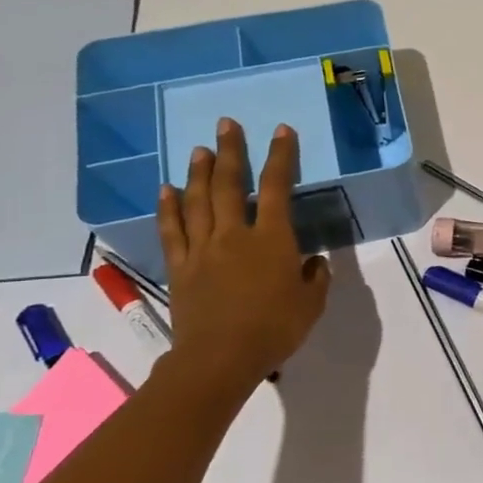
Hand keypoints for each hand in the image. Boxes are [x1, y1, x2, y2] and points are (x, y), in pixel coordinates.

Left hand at [156, 119, 330, 390]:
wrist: (220, 358)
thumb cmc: (275, 329)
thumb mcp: (312, 303)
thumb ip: (315, 277)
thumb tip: (313, 261)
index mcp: (272, 240)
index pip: (278, 188)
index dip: (280, 157)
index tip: (281, 130)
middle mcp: (235, 235)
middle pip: (231, 185)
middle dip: (231, 152)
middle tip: (227, 124)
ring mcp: (203, 249)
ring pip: (198, 201)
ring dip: (200, 172)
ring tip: (201, 149)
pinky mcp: (180, 267)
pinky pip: (172, 230)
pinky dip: (169, 207)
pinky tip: (167, 189)